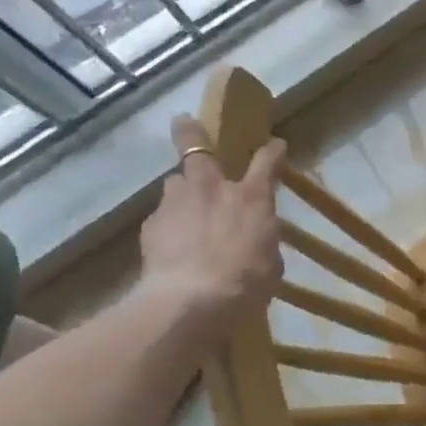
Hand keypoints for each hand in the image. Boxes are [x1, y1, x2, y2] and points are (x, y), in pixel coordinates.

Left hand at [135, 114, 284, 330]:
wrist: (191, 302)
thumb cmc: (244, 283)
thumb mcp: (270, 264)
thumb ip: (261, 240)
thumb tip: (254, 237)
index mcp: (250, 198)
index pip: (266, 162)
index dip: (271, 151)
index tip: (275, 145)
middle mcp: (211, 188)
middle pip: (196, 146)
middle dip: (190, 132)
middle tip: (185, 123)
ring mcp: (176, 202)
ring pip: (175, 183)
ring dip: (182, 192)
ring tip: (184, 210)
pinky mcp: (151, 225)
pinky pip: (162, 217)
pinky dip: (169, 226)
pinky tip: (171, 247)